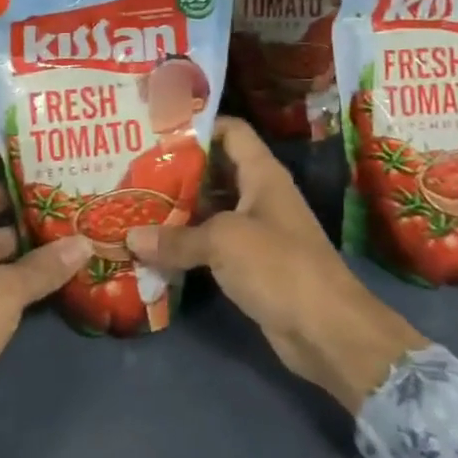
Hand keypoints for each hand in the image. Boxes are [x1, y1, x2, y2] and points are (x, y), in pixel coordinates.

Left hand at [0, 138, 90, 419]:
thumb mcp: (3, 292)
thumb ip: (45, 267)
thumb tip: (85, 243)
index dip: (0, 143)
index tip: (38, 135)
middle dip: (25, 189)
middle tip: (69, 179)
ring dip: (27, 230)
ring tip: (72, 218)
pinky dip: (21, 263)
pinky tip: (56, 264)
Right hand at [126, 117, 427, 410]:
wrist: (327, 330)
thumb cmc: (279, 266)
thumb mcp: (223, 242)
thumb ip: (176, 238)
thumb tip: (130, 239)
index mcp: (261, 173)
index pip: (230, 131)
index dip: (197, 127)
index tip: (156, 132)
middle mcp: (260, 195)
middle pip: (215, 171)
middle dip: (177, 172)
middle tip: (134, 172)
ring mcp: (257, 231)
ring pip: (211, 210)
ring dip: (177, 211)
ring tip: (135, 206)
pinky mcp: (251, 264)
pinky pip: (213, 244)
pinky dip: (187, 244)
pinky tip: (154, 248)